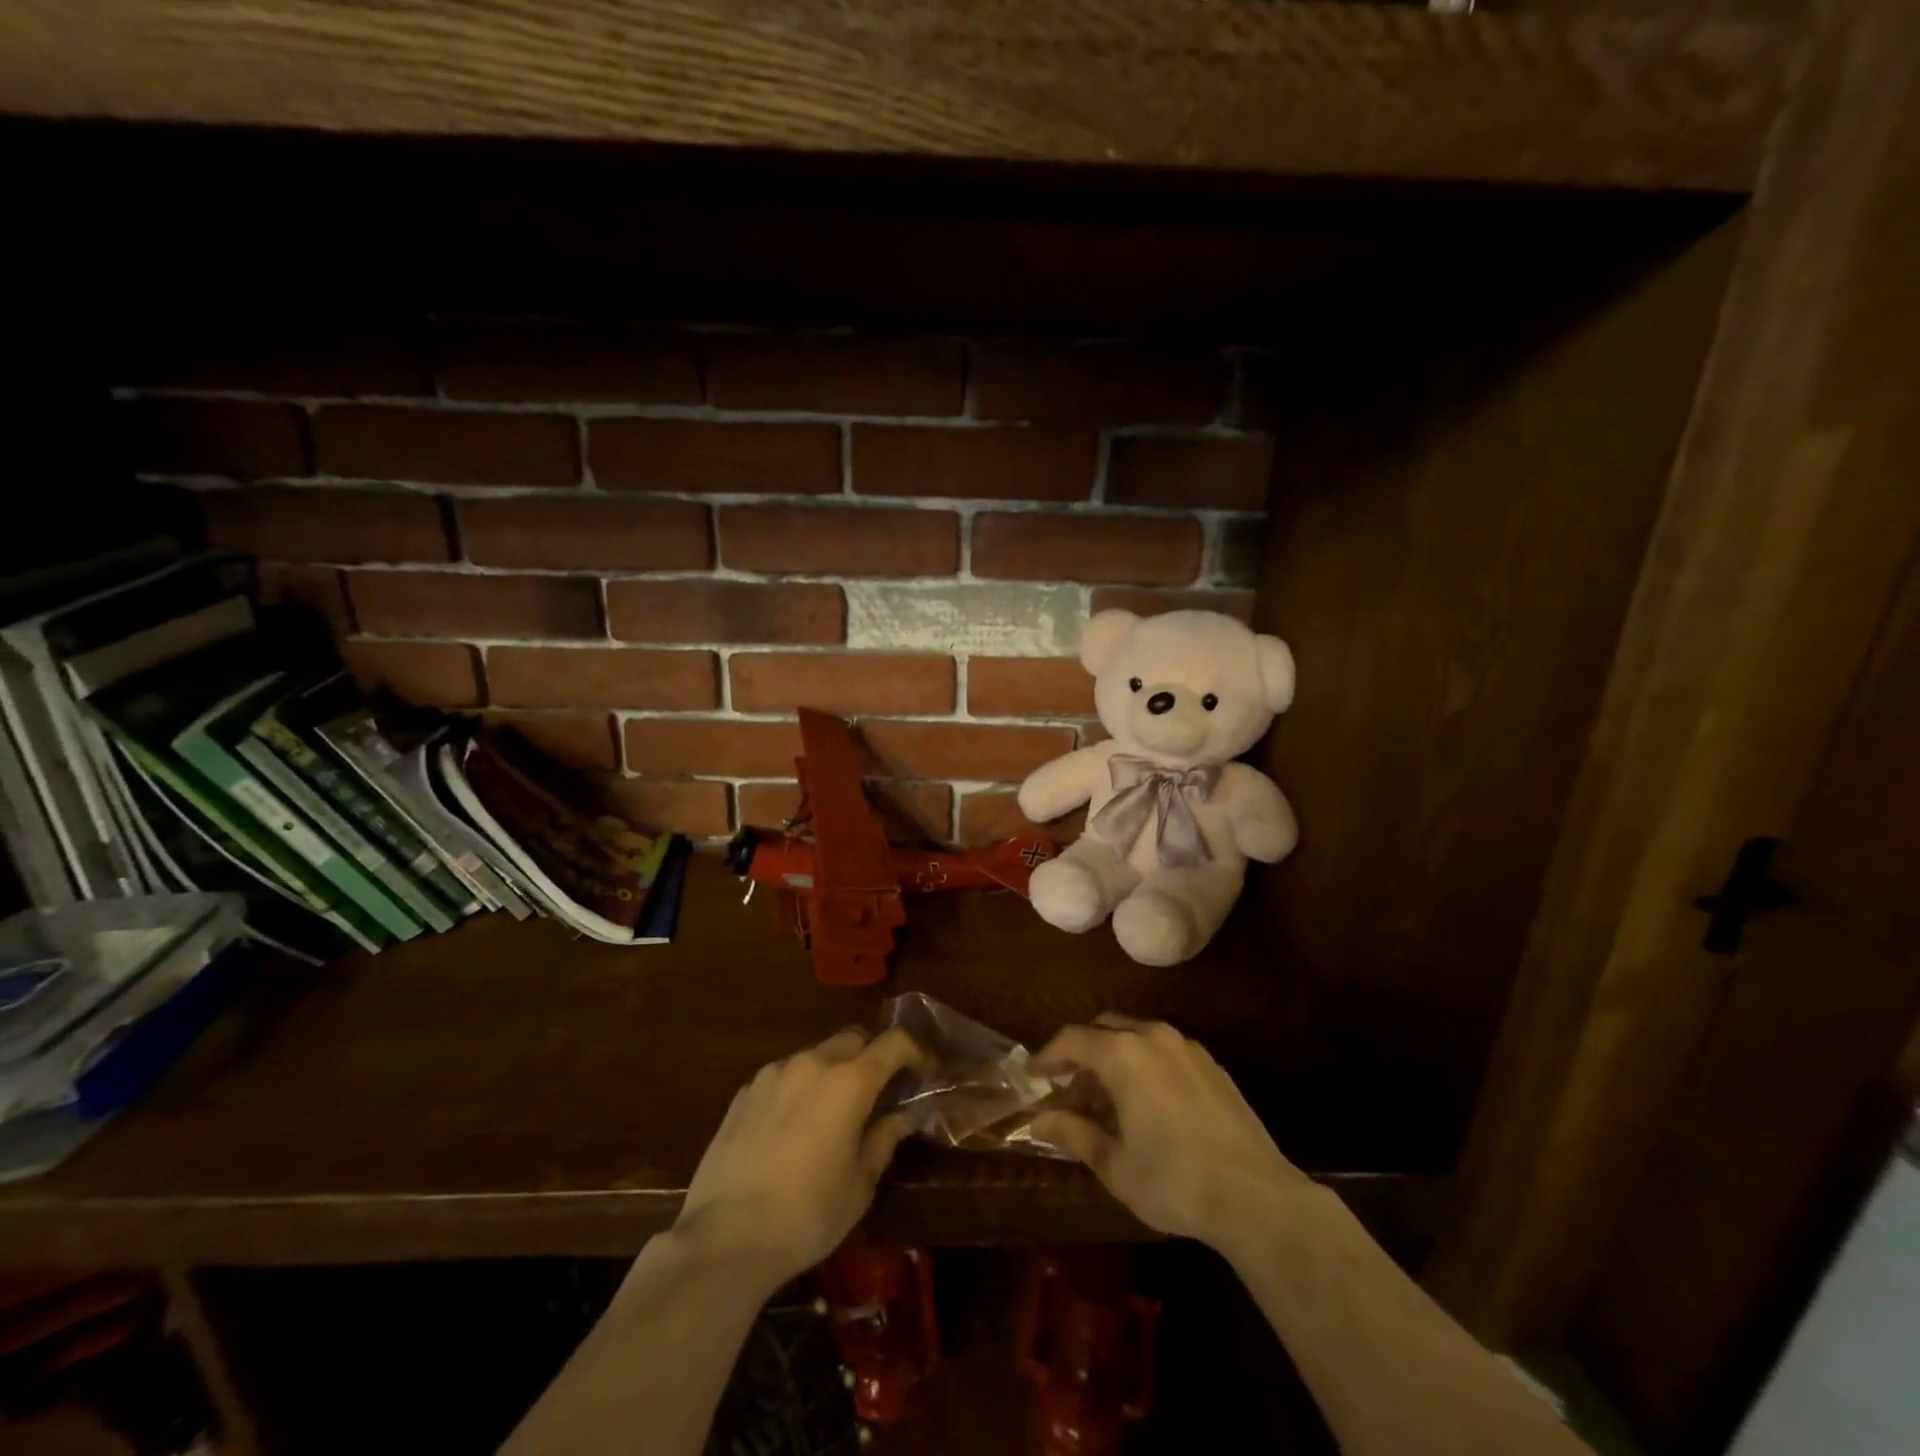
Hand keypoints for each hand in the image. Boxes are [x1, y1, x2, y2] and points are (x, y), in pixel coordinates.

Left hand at [673, 1027, 926, 1290]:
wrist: (724, 1239)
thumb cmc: (806, 1216)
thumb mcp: (859, 1186)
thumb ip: (884, 1140)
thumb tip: (901, 1117)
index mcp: (849, 1082)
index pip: (894, 1043)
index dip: (915, 1052)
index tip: (923, 1074)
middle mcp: (812, 1064)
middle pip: (853, 1039)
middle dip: (871, 1057)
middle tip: (876, 1094)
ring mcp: (773, 1074)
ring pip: (815, 1055)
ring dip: (832, 1072)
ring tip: (830, 1113)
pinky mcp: (743, 1093)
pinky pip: (783, 1076)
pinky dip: (798, 1088)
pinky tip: (791, 1128)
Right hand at [1030, 1014, 1311, 1251]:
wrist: (1256, 1196)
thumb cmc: (1175, 1181)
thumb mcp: (1115, 1164)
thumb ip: (1074, 1133)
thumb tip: (1038, 1121)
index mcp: (1123, 1054)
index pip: (1072, 1039)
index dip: (1046, 1055)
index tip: (1032, 1075)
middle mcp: (1153, 1037)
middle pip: (1103, 1028)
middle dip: (1081, 1053)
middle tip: (1067, 1088)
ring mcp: (1186, 1047)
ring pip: (1135, 1035)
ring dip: (1112, 1057)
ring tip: (1105, 1099)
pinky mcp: (1211, 1064)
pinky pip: (1163, 1049)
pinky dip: (1142, 1063)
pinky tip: (1145, 1102)